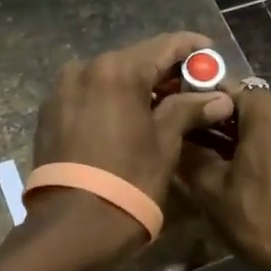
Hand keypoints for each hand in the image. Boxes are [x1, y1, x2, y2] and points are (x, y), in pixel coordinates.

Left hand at [32, 32, 234, 209]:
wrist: (72, 224)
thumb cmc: (129, 180)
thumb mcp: (165, 143)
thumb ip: (189, 110)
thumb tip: (219, 98)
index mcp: (117, 70)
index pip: (163, 45)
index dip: (191, 48)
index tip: (212, 53)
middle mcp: (85, 68)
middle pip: (135, 59)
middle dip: (165, 70)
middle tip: (194, 86)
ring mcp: (63, 89)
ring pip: (110, 76)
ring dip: (138, 85)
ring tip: (164, 104)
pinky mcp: (50, 110)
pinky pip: (89, 94)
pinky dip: (112, 99)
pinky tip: (130, 116)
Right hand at [177, 88, 270, 270]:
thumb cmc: (262, 220)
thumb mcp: (212, 191)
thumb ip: (192, 156)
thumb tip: (180, 139)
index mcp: (269, 109)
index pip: (227, 92)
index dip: (207, 110)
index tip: (194, 131)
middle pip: (259, 108)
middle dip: (237, 125)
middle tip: (218, 155)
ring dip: (266, 140)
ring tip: (252, 171)